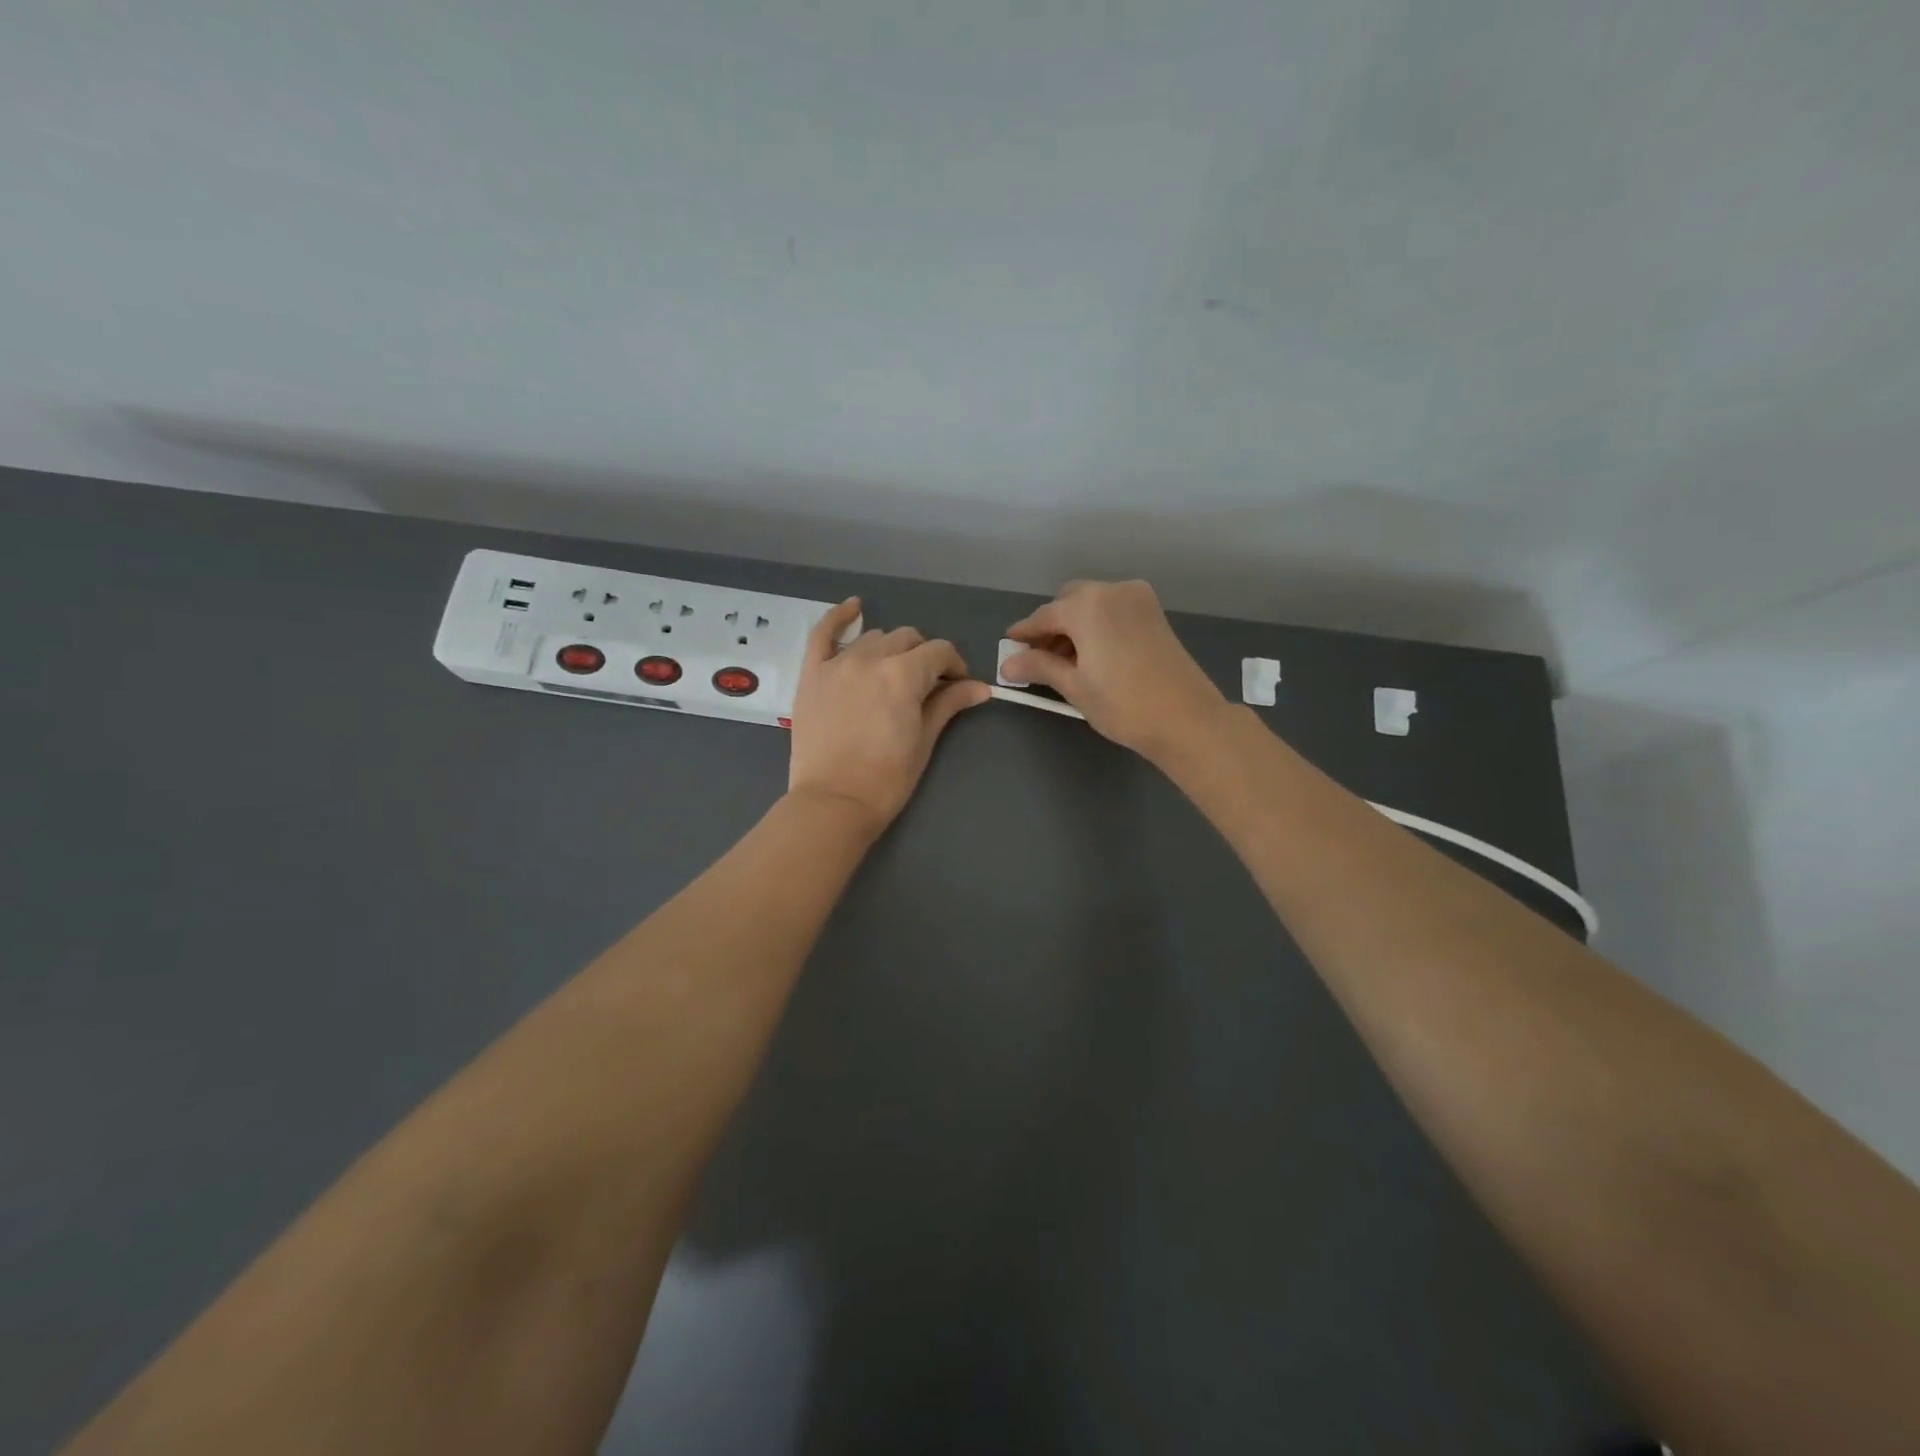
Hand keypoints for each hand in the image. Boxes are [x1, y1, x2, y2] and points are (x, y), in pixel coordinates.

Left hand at [787, 598, 990, 833]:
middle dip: (923, 657)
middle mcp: (870, 658)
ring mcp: (837, 663)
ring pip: (873, 637)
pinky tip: (854, 607)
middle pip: (907, 639)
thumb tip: (981, 688)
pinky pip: (823, 633)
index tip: (957, 685)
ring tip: (892, 674)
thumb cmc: (886, 779)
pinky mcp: (812, 674)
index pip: (939, 652)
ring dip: (890, 649)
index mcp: (903, 675)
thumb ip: (948, 704)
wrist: (833, 803)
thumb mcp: (924, 741)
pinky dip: (839, 617)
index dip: (954, 666)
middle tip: (926, 686)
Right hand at [1000, 579, 1229, 762]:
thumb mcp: (1074, 686)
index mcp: (1088, 605)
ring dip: (1075, 626)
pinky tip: (1093, 655)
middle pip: (1069, 602)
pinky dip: (1097, 625)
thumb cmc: (1123, 704)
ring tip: (1066, 662)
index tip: (1009, 646)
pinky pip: (1113, 610)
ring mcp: (1138, 599)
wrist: (1186, 718)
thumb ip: (1039, 667)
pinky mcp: (1154, 613)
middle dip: (1052, 626)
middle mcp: (1112, 591)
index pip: (1044, 615)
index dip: (1024, 633)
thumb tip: (1006, 664)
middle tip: (1040, 659)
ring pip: (1093, 604)